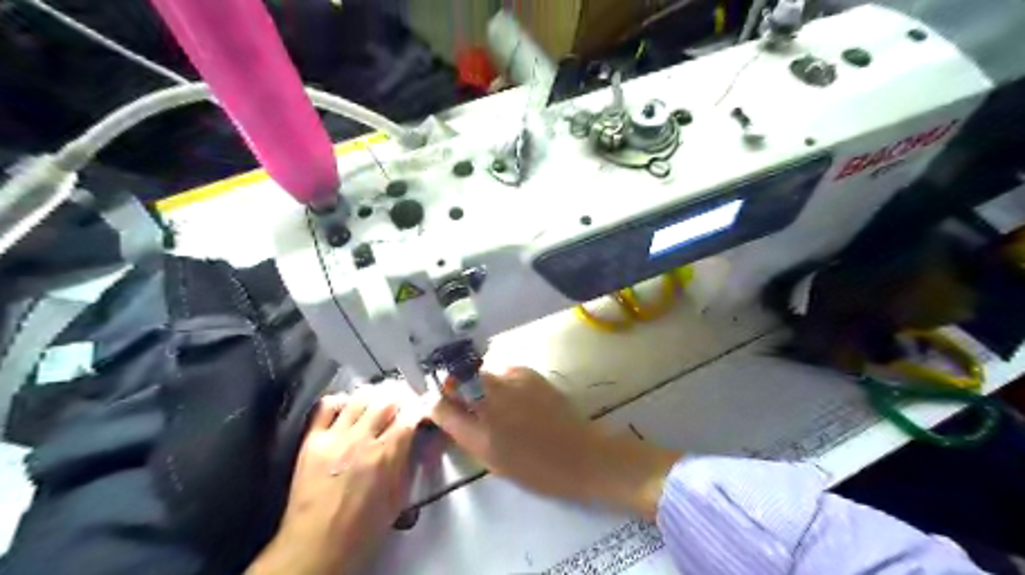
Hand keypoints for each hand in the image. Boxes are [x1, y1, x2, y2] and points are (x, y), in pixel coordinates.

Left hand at [247, 385, 419, 574]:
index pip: (411, 414)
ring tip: (380, 400)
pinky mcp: (312, 441)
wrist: (315, 547)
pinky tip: (349, 407)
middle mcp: (362, 439)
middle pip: (387, 398)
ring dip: (376, 394)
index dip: (421, 406)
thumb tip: (424, 440)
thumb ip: (412, 463)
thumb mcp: (399, 497)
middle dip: (402, 395)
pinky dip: (342, 400)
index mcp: (387, 455)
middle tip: (405, 401)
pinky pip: (327, 406)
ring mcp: (335, 437)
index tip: (423, 410)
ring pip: (360, 396)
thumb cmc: (363, 528)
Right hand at [430, 368, 677, 520]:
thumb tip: (449, 414)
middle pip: (455, 379)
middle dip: (451, 384)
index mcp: (480, 433)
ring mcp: (511, 383)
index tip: (434, 402)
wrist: (581, 455)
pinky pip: (503, 370)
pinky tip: (514, 394)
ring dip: (477, 381)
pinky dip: (501, 379)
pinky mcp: (528, 372)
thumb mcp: (493, 461)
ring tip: (491, 397)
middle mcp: (491, 402)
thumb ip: (467, 435)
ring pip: (479, 372)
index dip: (433, 402)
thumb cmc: (537, 470)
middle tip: (459, 395)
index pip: (440, 406)